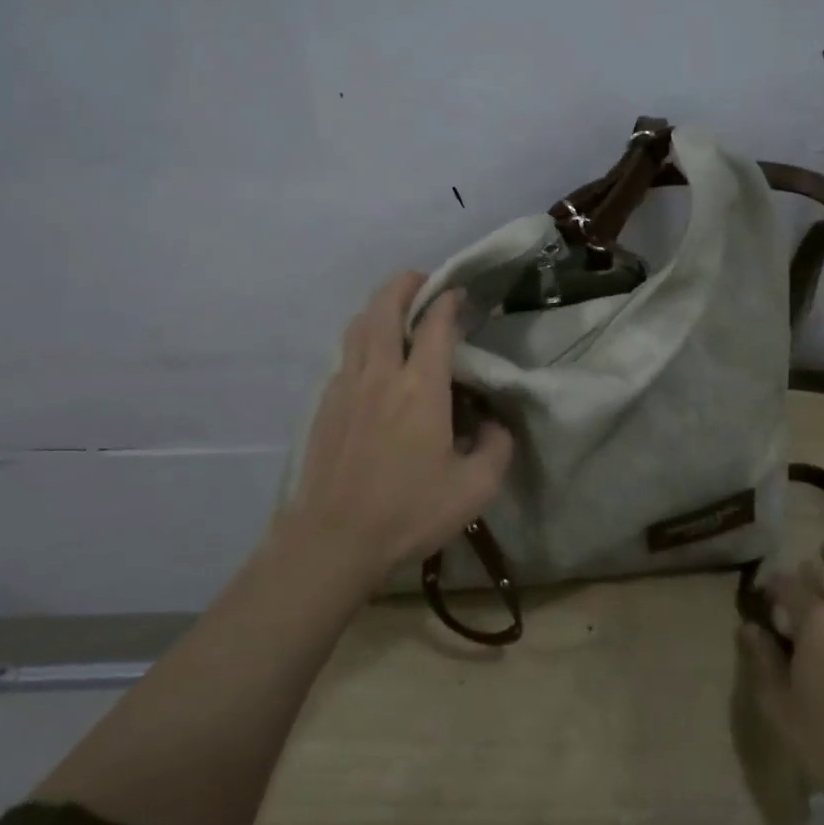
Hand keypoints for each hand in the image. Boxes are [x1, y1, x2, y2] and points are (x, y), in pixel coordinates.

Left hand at [285, 271, 514, 589]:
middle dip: (405, 284)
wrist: (332, 541)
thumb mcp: (475, 489)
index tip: (459, 295)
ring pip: (358, 325)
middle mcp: (381, 374)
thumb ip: (497, 447)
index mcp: (420, 388)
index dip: (448, 302)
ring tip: (397, 312)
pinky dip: (362, 339)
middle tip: (424, 283)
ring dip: (379, 307)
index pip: (435, 324)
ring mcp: (347, 386)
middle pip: (385, 307)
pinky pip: (345, 353)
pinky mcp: (326, 404)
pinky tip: (373, 361)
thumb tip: (495, 422)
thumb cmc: (408, 513)